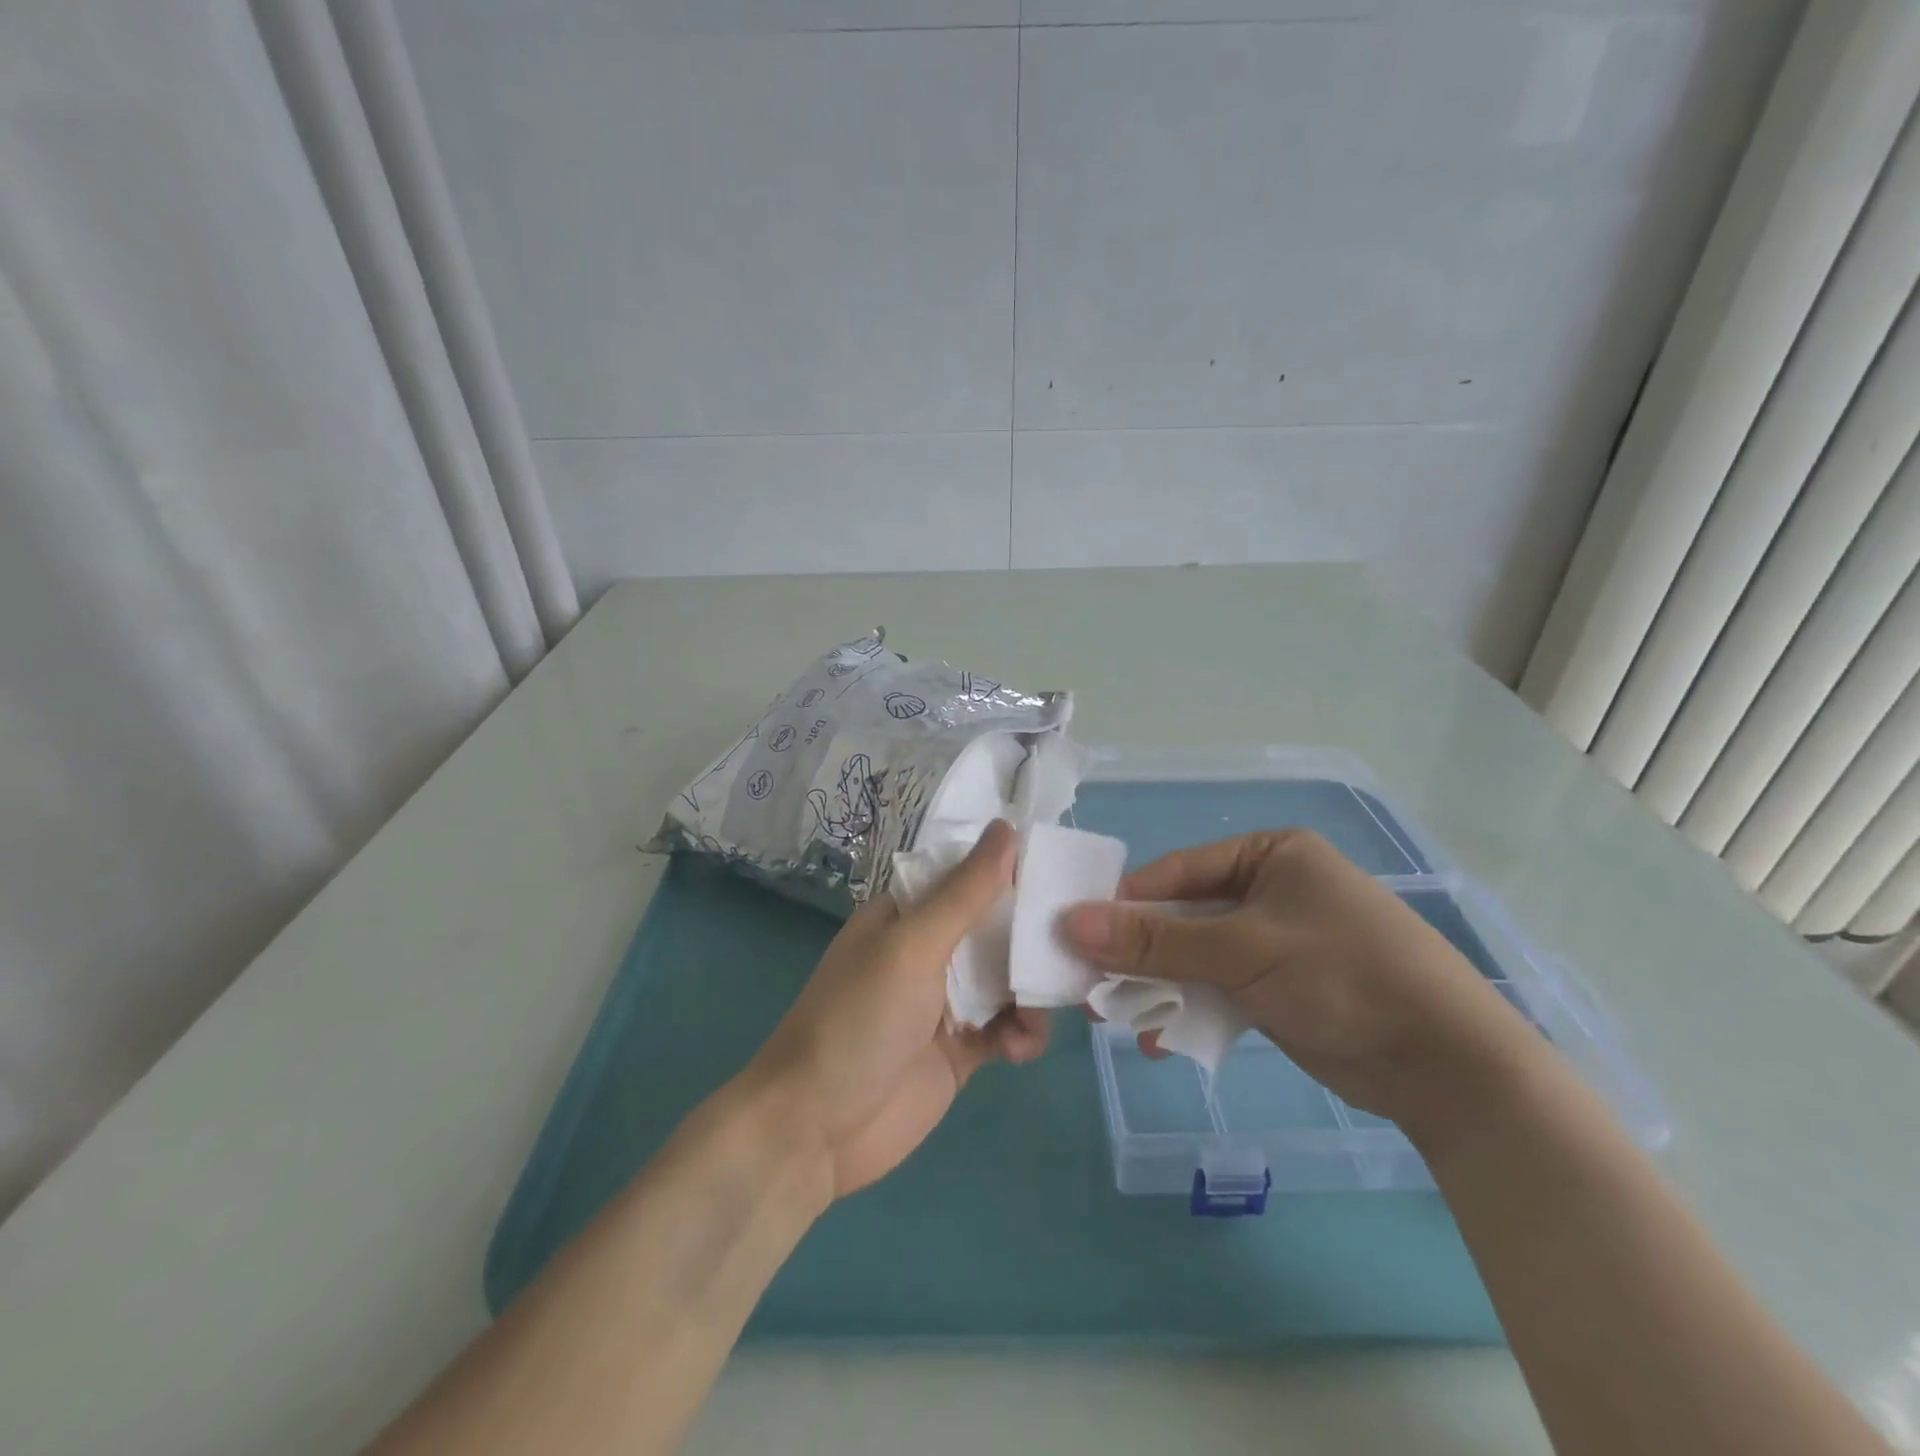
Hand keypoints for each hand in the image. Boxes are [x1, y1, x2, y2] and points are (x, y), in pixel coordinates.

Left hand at [745, 819, 1047, 1198]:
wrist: (815, 1131)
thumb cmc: (859, 1021)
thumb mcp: (912, 946)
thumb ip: (965, 892)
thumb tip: (1007, 826)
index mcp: (909, 913)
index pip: (970, 875)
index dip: (1014, 869)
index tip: (1065, 868)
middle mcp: (930, 950)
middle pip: (997, 926)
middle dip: (1033, 935)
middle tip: (1077, 942)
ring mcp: (947, 1001)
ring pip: (1010, 978)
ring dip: (1034, 989)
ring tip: (1041, 1008)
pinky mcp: (962, 1049)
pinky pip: (1009, 1027)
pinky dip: (1022, 1033)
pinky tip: (1018, 1049)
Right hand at [1061, 829, 1534, 1131]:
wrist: (1449, 1068)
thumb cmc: (1343, 977)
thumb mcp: (1241, 951)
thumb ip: (1155, 940)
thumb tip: (1070, 922)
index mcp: (1269, 854)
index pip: (1177, 871)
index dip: (1125, 903)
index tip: (1075, 934)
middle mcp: (1270, 889)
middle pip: (1183, 915)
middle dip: (1138, 952)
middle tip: (1089, 983)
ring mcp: (1276, 941)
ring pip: (1197, 956)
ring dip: (1158, 986)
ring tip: (1114, 1017)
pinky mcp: (1282, 987)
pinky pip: (1220, 989)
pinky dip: (1191, 1009)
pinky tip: (1162, 1039)